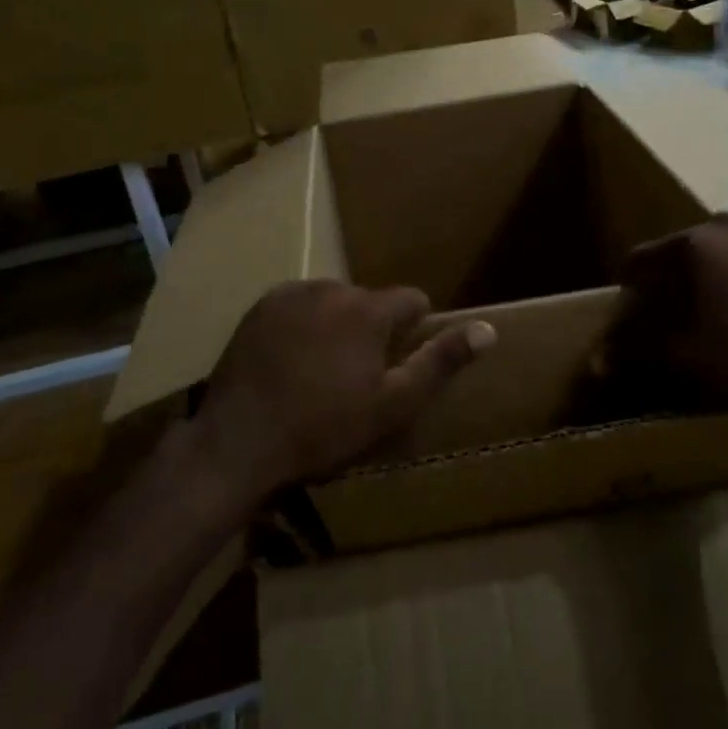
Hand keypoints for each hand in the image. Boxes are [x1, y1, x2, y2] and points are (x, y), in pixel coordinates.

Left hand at [196, 281, 494, 501]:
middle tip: (353, 375)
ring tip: (318, 370)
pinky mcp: (261, 305)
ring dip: (336, 324)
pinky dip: (303, 323)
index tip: (396, 363)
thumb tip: (488, 330)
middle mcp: (333, 288)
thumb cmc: (324, 428)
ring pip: (334, 301)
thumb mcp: (393, 404)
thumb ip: (440, 362)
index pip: (412, 300)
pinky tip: (289, 360)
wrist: (240, 440)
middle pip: (370, 301)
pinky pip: (298, 304)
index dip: (412, 330)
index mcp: (369, 309)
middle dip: (371, 328)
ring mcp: (292, 293)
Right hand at [604, 214, 727, 413]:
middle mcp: (723, 223)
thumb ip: (639, 352)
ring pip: (717, 249)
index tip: (629, 308)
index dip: (628, 286)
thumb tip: (598, 360)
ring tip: (714, 310)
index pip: (639, 259)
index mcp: (690, 245)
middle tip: (671, 312)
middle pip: (678, 250)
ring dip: (706, 275)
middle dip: (669, 279)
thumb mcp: (689, 357)